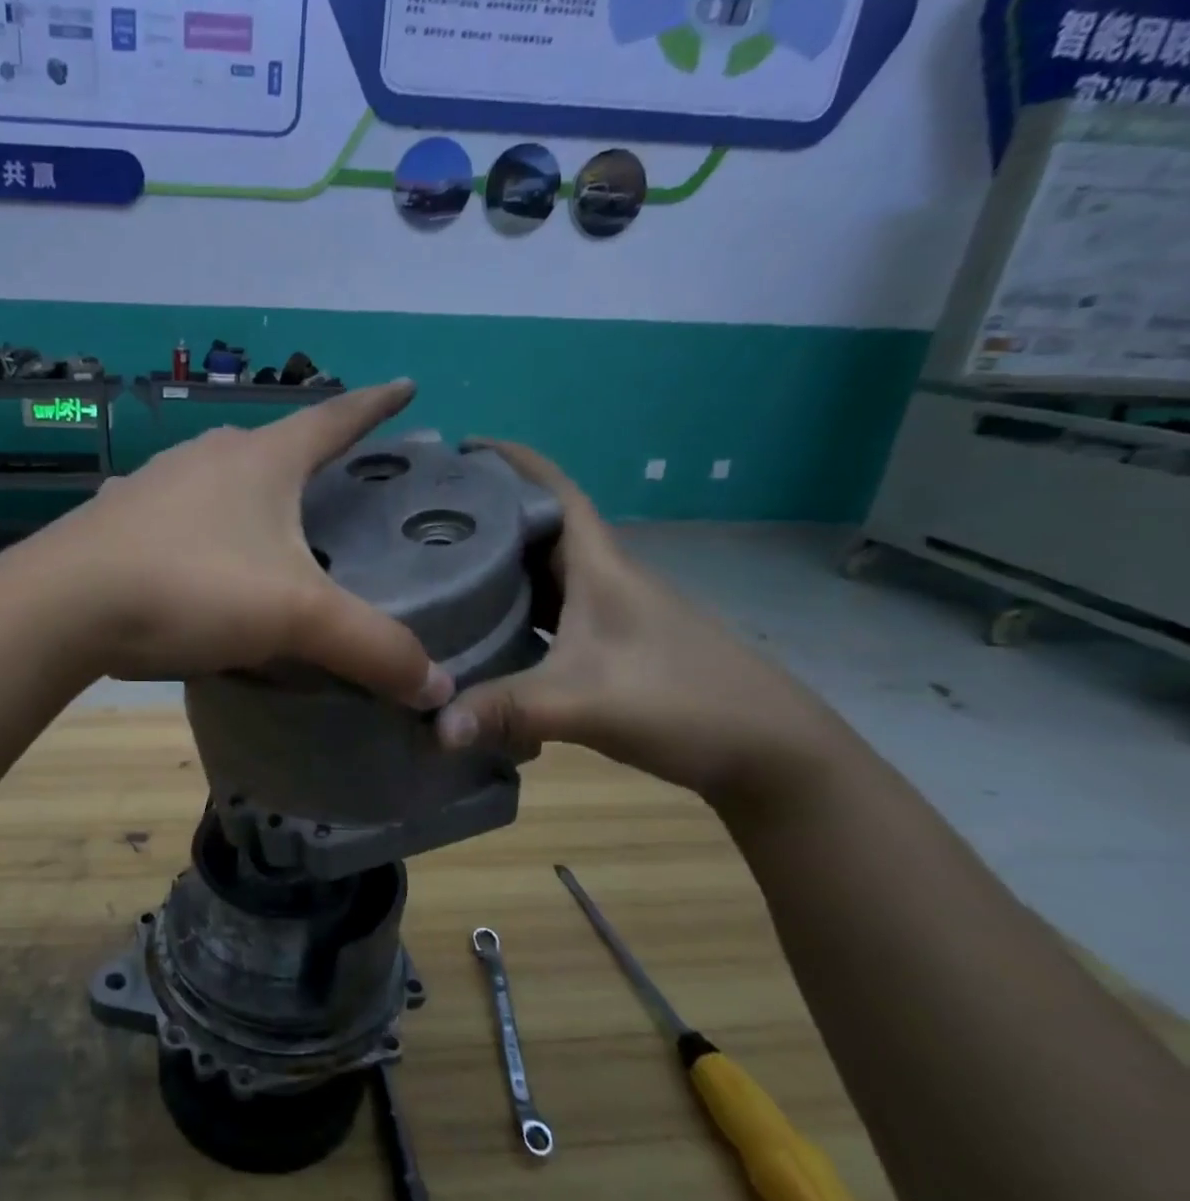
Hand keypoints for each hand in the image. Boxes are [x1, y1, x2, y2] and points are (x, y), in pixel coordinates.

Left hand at [29, 380, 452, 708]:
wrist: (62, 607)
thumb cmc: (191, 588)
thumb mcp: (295, 617)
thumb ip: (370, 647)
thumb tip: (438, 688)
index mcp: (260, 460)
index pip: (333, 418)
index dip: (375, 405)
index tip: (405, 387)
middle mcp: (206, 457)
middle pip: (272, 445)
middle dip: (308, 454)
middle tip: (337, 478)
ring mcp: (153, 485)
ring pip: (218, 480)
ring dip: (249, 494)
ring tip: (269, 523)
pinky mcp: (116, 522)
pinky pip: (175, 518)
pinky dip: (200, 531)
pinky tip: (196, 561)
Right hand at [435, 442, 840, 801]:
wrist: (770, 752)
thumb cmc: (682, 702)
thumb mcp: (583, 703)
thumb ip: (505, 710)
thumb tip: (433, 727)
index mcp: (601, 568)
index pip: (557, 492)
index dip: (515, 462)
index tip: (465, 449)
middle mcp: (605, 581)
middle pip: (541, 532)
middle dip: (490, 517)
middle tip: (429, 519)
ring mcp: (612, 617)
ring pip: (545, 577)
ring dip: (502, 569)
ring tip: (443, 572)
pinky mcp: (613, 651)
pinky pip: (551, 617)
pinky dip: (517, 615)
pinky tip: (487, 635)